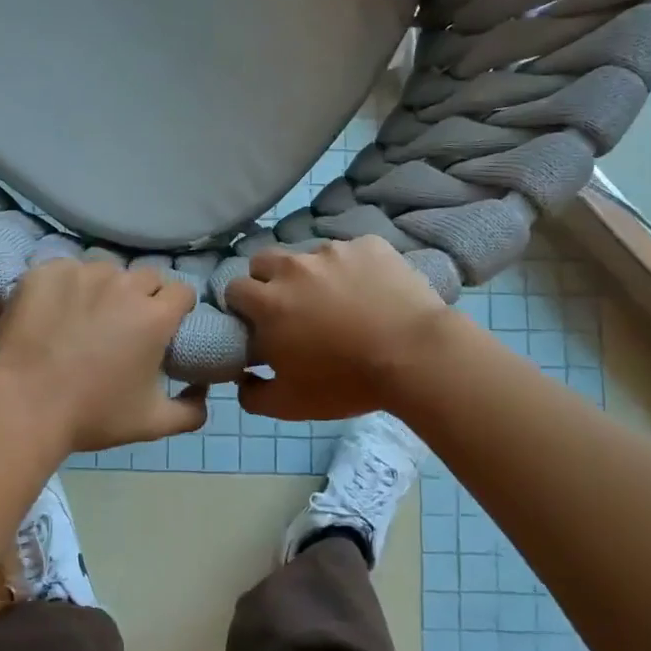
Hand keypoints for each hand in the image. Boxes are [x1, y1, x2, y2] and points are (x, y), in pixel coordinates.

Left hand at [0, 259, 207, 453]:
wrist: (23, 406)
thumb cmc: (92, 416)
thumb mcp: (152, 423)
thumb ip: (191, 411)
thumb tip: (203, 390)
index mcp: (155, 315)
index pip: (182, 291)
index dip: (176, 308)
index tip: (164, 326)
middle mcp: (123, 285)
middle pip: (146, 277)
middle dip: (143, 296)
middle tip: (124, 325)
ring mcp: (82, 273)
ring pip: (106, 270)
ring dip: (104, 288)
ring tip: (85, 317)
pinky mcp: (46, 271)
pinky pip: (67, 270)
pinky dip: (66, 286)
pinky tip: (54, 311)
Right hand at [225, 236, 455, 419]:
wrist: (416, 356)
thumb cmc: (347, 382)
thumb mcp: (291, 405)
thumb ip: (254, 395)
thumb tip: (242, 379)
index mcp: (268, 302)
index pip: (234, 289)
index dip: (242, 306)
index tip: (257, 323)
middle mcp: (293, 267)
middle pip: (263, 261)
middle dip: (268, 280)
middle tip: (291, 307)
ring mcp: (333, 251)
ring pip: (309, 255)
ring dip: (313, 274)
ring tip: (339, 299)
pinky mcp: (369, 245)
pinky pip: (352, 251)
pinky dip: (355, 268)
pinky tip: (372, 290)